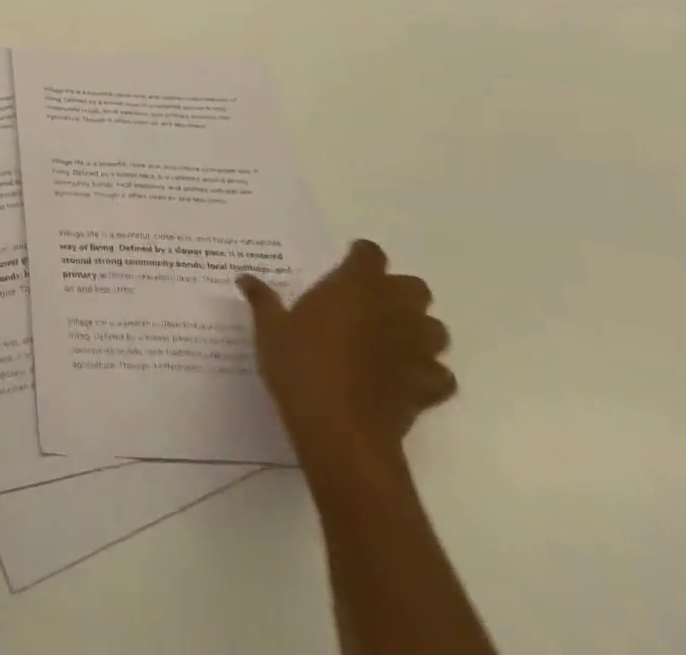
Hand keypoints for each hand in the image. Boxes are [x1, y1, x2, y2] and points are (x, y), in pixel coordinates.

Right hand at [239, 240, 454, 470]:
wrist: (341, 432)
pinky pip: (440, 373)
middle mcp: (392, 309)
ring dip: (418, 329)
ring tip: (391, 338)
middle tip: (368, 303)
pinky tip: (405, 377)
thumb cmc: (301, 367)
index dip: (360, 257)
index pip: (370, 254)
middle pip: (414, 287)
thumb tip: (245, 278)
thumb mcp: (270, 329)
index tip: (344, 265)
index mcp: (355, 286)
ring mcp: (416, 349)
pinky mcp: (428, 386)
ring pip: (435, 328)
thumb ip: (262, 300)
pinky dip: (428, 372)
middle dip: (398, 292)